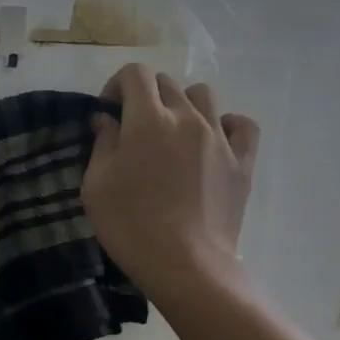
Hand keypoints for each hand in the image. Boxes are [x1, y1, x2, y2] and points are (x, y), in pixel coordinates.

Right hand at [82, 65, 258, 300]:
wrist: (186, 265)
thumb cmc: (131, 226)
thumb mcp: (97, 185)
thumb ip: (103, 143)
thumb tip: (107, 119)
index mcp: (147, 119)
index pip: (135, 74)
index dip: (117, 85)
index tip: (109, 113)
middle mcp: (186, 117)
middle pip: (167, 83)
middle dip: (146, 97)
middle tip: (136, 130)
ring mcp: (219, 137)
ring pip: (203, 96)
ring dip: (184, 105)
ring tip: (174, 134)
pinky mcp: (243, 162)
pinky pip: (243, 125)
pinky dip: (228, 125)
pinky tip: (215, 141)